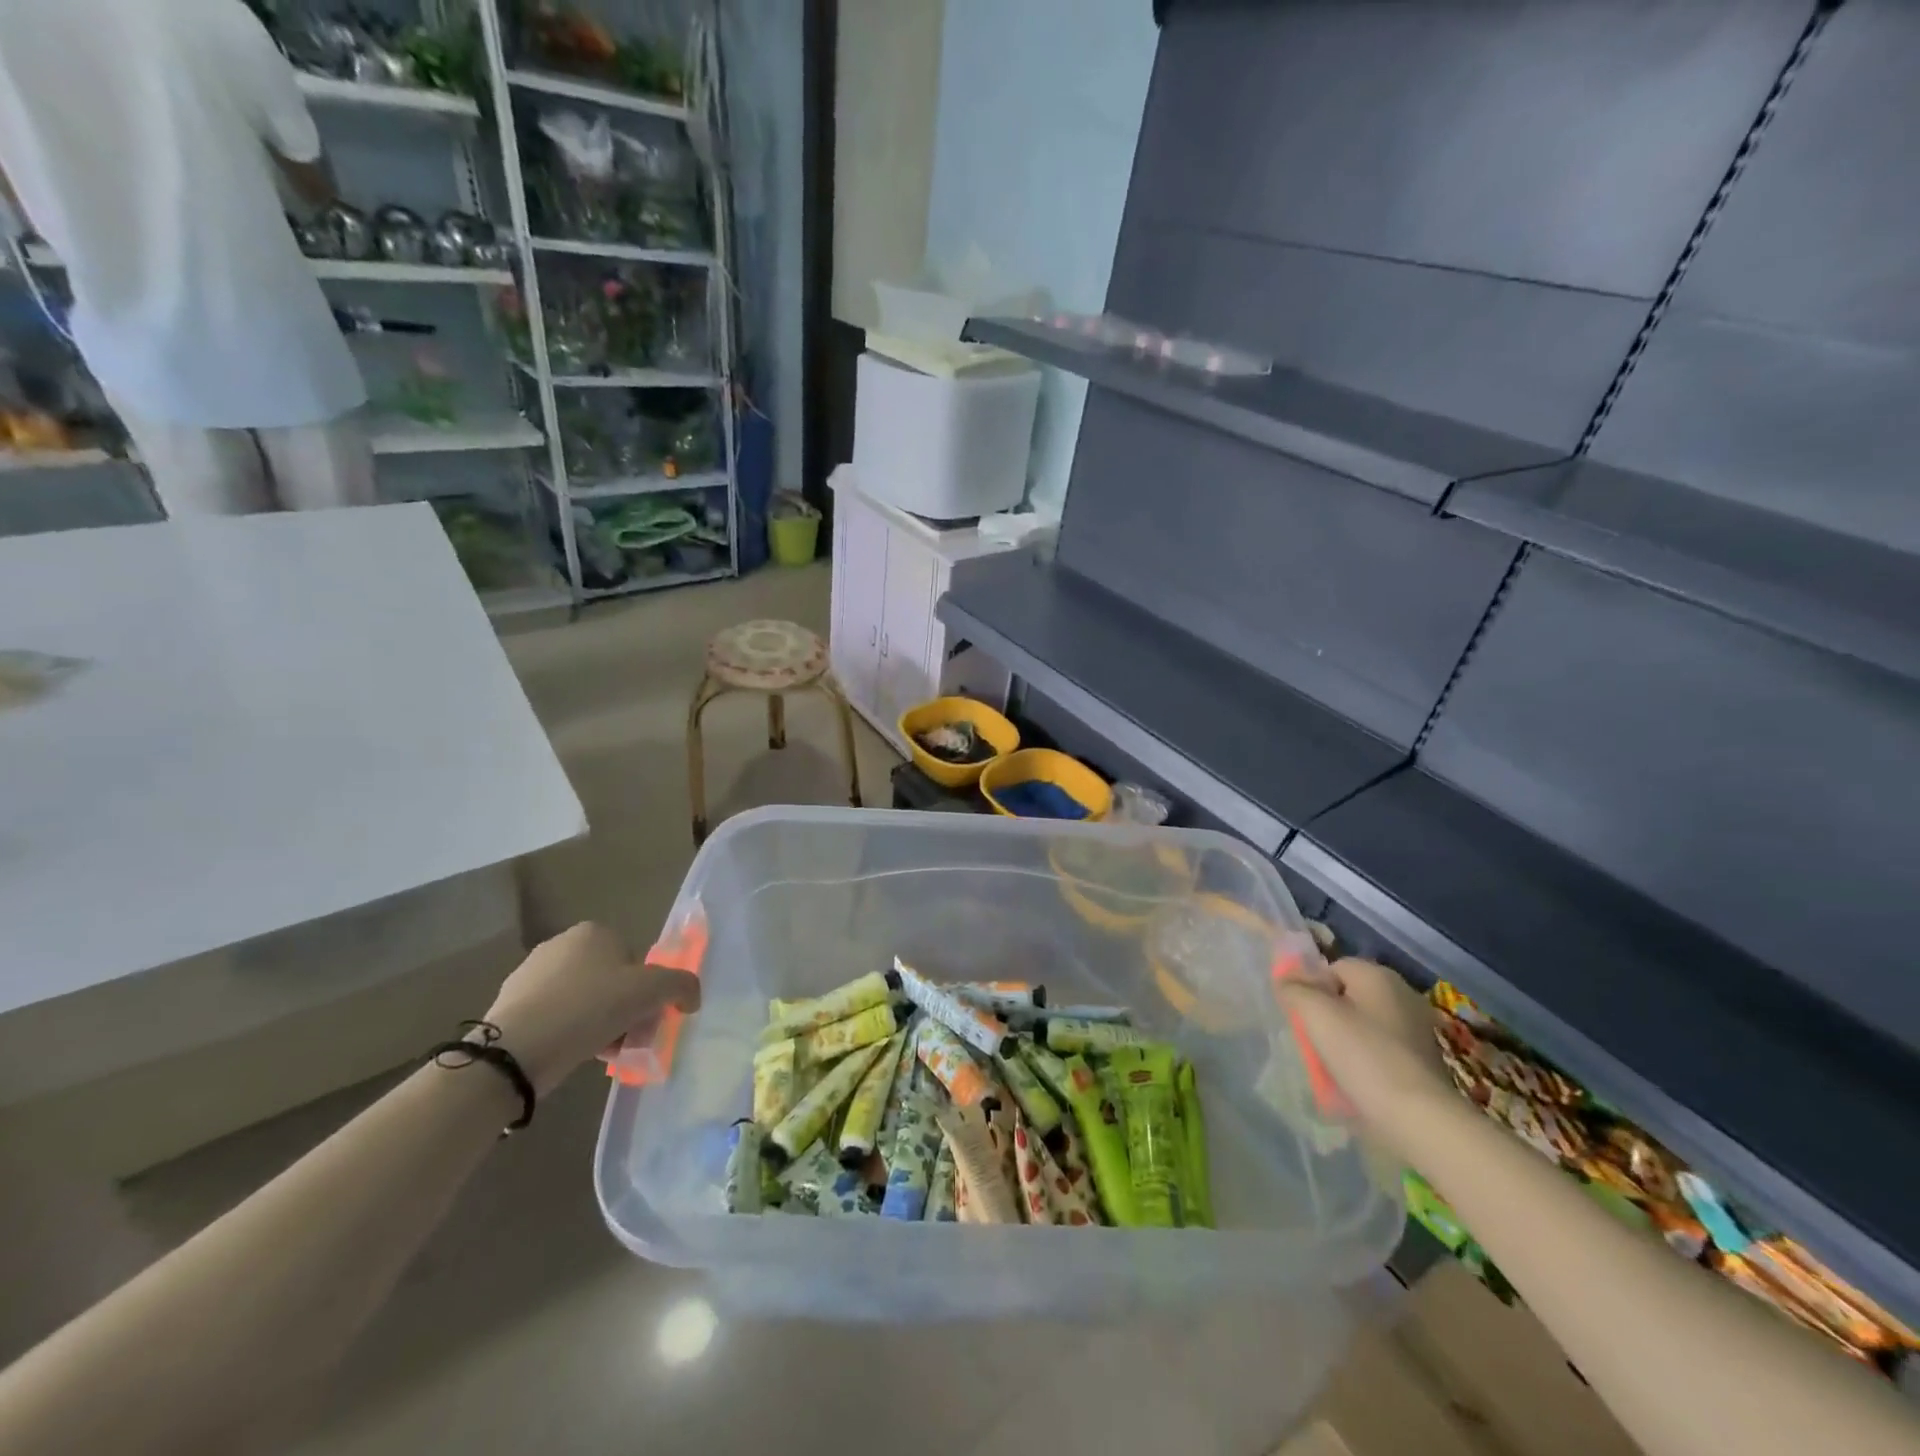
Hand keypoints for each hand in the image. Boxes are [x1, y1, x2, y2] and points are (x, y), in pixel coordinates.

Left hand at [482, 923, 700, 1095]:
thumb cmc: (590, 1007)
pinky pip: (554, 1017)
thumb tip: (691, 998)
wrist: (516, 1049)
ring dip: (597, 1023)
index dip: (645, 988)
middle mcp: (561, 944)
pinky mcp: (509, 1005)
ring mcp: (530, 974)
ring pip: (582, 1000)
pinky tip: (572, 1055)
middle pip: (609, 979)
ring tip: (601, 1053)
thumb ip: (682, 986)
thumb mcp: (652, 991)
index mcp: (594, 932)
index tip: (645, 1016)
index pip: (633, 958)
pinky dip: (567, 1033)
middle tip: (628, 1038)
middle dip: (622, 1008)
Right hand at [1278, 958, 1450, 1157]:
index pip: (1332, 968)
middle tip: (1315, 1040)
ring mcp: (1417, 1027)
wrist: (1418, 1117)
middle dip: (1329, 1014)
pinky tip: (1358, 1079)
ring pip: (1365, 1023)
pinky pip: (1382, 1048)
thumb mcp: (1315, 1014)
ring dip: (1346, 1038)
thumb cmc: (1363, 1055)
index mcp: (1378, 975)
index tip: (1304, 1017)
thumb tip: (1286, 979)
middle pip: (1349, 995)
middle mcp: (1402, 993)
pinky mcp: (1424, 1059)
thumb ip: (1294, 988)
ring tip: (1334, 1064)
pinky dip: (1367, 1059)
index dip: (1312, 989)